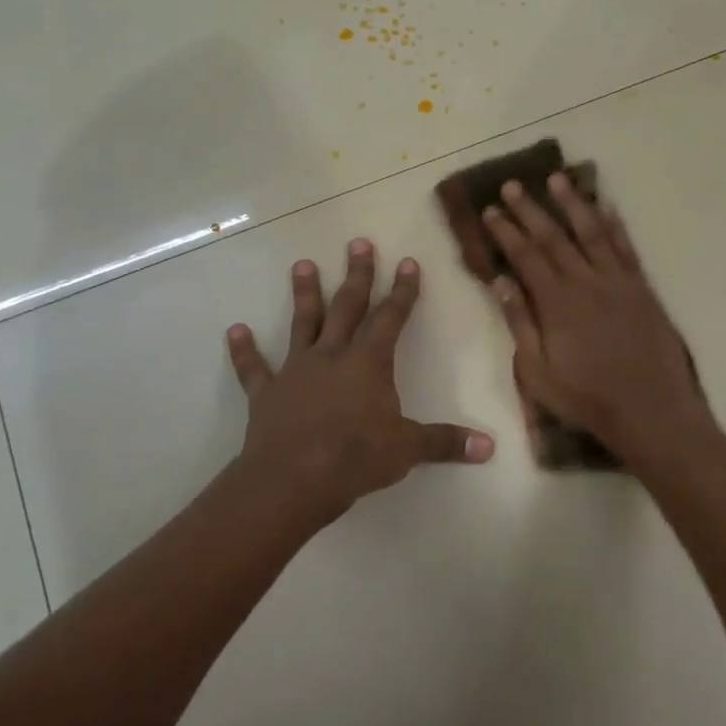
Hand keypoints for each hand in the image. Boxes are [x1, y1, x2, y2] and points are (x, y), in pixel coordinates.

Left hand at [225, 239, 493, 529]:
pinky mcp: (267, 394)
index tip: (408, 262)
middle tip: (358, 243)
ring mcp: (296, 371)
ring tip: (302, 264)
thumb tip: (490, 448)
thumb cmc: (355, 458)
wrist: (292, 481)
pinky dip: (244, 351)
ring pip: (302, 324)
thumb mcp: (408, 450)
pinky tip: (235, 331)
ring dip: (304, 295)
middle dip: (356, 276)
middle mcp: (332, 356)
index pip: (391, 318)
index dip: (403, 291)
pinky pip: (254, 369)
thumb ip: (446, 443)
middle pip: (347, 308)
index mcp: (369, 363)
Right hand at [483, 174, 711, 459]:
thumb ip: (520, 324)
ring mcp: (618, 282)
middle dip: (531, 209)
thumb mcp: (538, 373)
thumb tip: (500, 282)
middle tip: (513, 184)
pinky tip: (606, 207)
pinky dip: (615, 224)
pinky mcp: (642, 288)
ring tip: (556, 179)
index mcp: (557, 303)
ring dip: (573, 203)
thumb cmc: (588, 398)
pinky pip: (626, 247)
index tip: (491, 210)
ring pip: (592, 232)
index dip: (506, 231)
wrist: (651, 410)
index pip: (525, 256)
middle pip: (554, 237)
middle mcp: (587, 282)